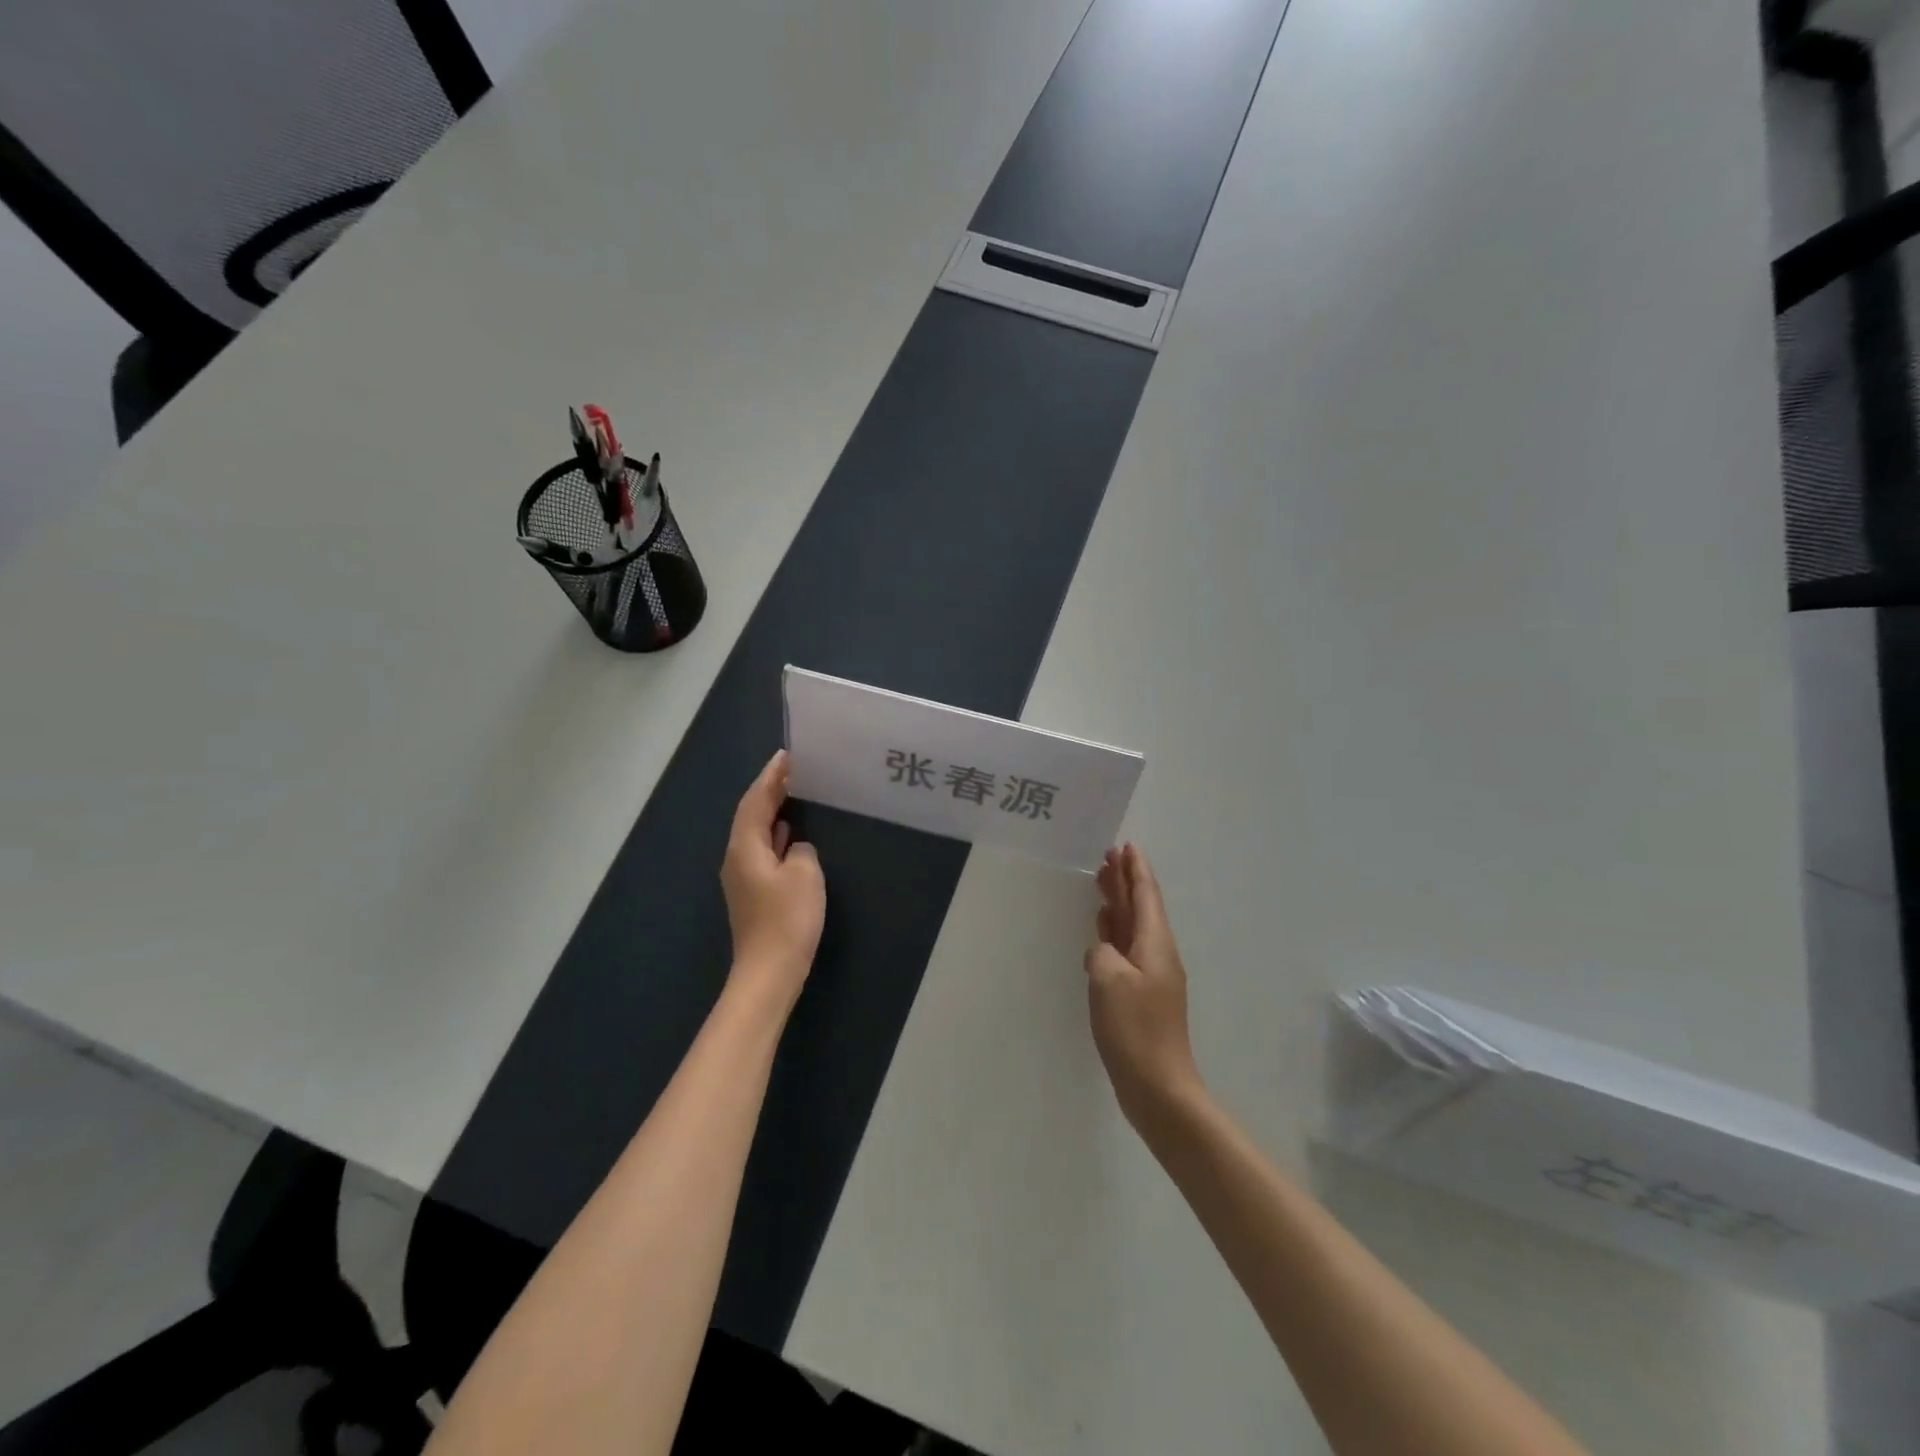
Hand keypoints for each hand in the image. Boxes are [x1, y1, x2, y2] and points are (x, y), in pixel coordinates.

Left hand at [721, 750, 824, 1013]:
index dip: (771, 776)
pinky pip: (763, 851)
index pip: (756, 800)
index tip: (787, 755)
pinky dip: (777, 835)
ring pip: (757, 833)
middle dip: (770, 790)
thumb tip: (795, 847)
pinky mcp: (754, 894)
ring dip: (773, 812)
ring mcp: (743, 878)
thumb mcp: (805, 874)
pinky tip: (791, 835)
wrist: (769, 972)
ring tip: (795, 794)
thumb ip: (801, 849)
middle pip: (751, 814)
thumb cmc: (787, 919)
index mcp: (745, 847)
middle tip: (794, 770)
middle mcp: (737, 858)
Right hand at [1086, 844, 1202, 1126]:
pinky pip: (1126, 950)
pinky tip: (1101, 932)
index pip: (1146, 895)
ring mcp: (1150, 976)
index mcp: (1155, 943)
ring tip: (1102, 884)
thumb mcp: (1108, 978)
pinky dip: (1113, 933)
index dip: (1136, 869)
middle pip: (1140, 908)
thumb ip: (1102, 951)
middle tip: (1107, 857)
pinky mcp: (1140, 996)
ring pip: (1133, 928)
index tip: (1126, 845)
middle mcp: (1156, 953)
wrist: (1158, 1086)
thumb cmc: (1135, 1028)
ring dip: (1118, 904)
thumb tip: (1102, 949)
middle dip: (1125, 881)